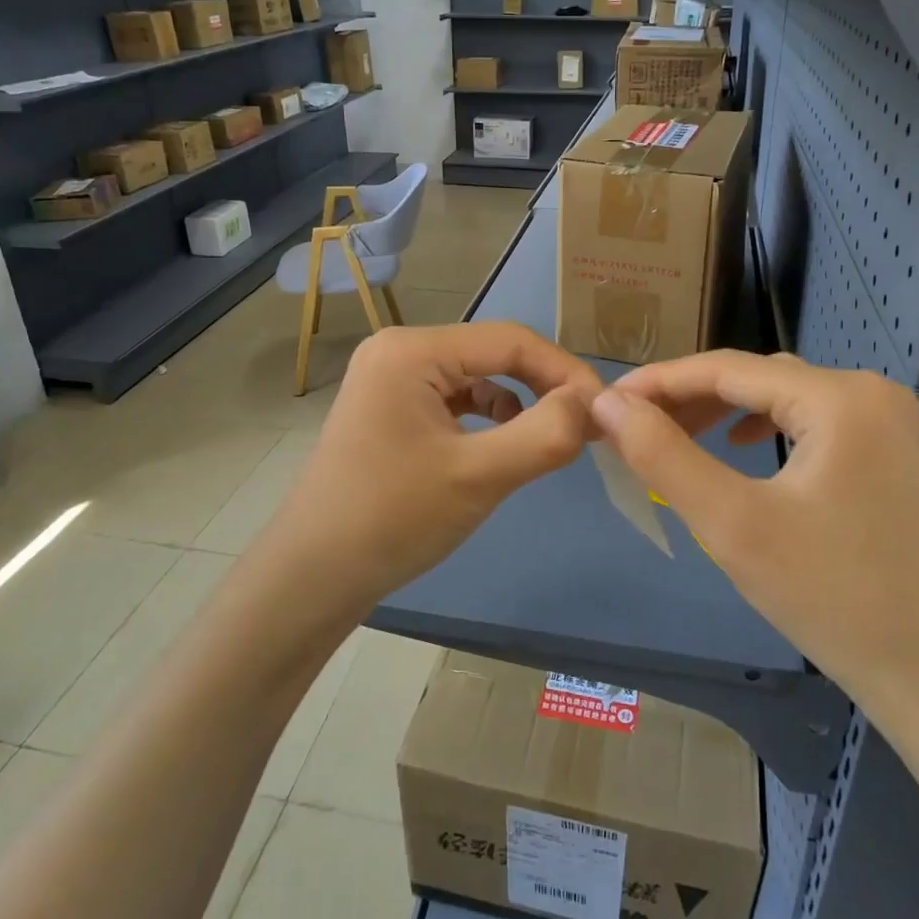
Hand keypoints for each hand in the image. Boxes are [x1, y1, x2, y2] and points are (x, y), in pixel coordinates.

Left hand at [258, 323, 601, 613]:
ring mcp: (391, 380)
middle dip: (544, 388)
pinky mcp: (392, 410)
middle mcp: (399, 351)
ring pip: (477, 378)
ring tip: (551, 440)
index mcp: (412, 350)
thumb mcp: (478, 476)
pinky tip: (506, 445)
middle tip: (586, 428)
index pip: (511, 340)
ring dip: (520, 404)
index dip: (565, 372)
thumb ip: (545, 434)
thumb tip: (593, 405)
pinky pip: (455, 401)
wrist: (312, 577)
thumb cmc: (392, 520)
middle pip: (493, 355)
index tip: (606, 413)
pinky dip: (489, 419)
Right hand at [589, 351, 918, 726]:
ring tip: (676, 435)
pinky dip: (766, 429)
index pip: (727, 368)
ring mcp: (890, 425)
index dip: (659, 381)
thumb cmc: (834, 599)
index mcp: (839, 397)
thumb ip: (663, 454)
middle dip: (690, 397)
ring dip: (724, 411)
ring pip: (784, 399)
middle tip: (632, 425)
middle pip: (758, 378)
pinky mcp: (894, 458)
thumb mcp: (732, 523)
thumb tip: (608, 403)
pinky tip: (742, 448)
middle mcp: (871, 393)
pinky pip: (813, 424)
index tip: (606, 401)